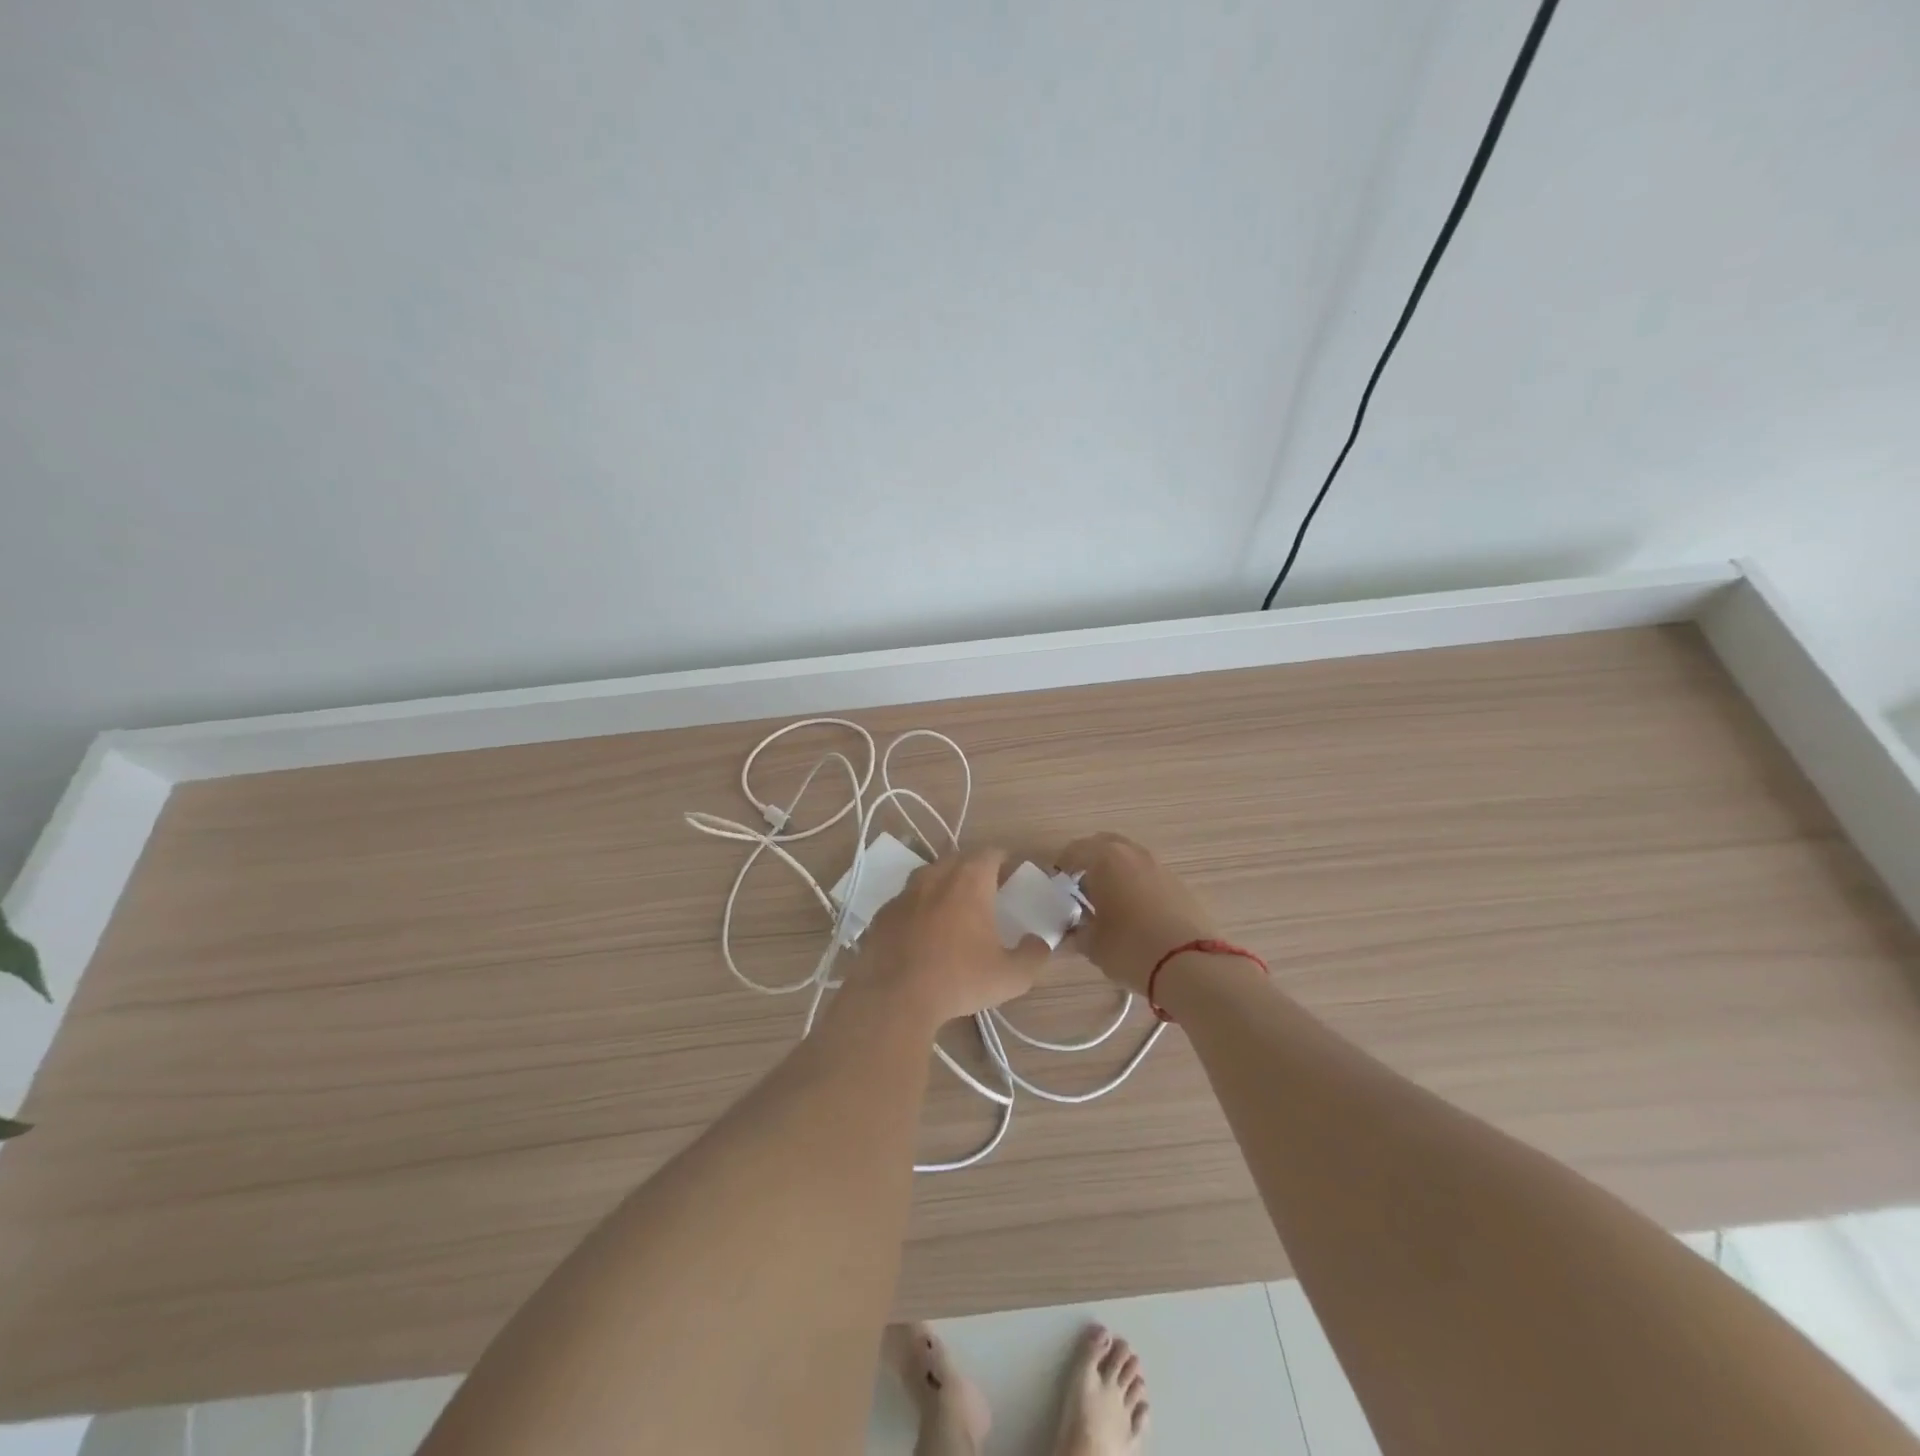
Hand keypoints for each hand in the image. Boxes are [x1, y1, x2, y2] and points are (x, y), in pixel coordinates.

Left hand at [853, 849, 1049, 1024]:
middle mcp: (936, 876)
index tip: (1009, 872)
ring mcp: (904, 893)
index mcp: (969, 881)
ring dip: (943, 885)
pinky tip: (922, 932)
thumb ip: (1033, 955)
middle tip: (985, 891)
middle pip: (957, 860)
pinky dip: (918, 909)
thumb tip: (1039, 942)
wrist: (895, 998)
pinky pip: (906, 901)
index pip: (989, 853)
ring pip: (928, 877)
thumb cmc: (959, 979)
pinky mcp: (882, 914)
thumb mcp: (1011, 976)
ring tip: (952, 909)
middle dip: (972, 869)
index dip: (1002, 859)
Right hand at [1055, 832, 1219, 994]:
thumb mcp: (1092, 945)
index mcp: (1105, 858)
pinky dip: (1137, 884)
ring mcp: (1160, 866)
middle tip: (1081, 886)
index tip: (1058, 885)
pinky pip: (1149, 875)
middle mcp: (1133, 853)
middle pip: (1105, 845)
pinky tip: (1135, 912)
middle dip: (1090, 861)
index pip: (1075, 851)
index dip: (1063, 866)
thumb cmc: (1130, 948)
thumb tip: (1073, 929)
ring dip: (1116, 871)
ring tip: (1108, 901)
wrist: (1190, 964)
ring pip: (1130, 858)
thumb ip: (1077, 931)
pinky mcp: (1180, 884)